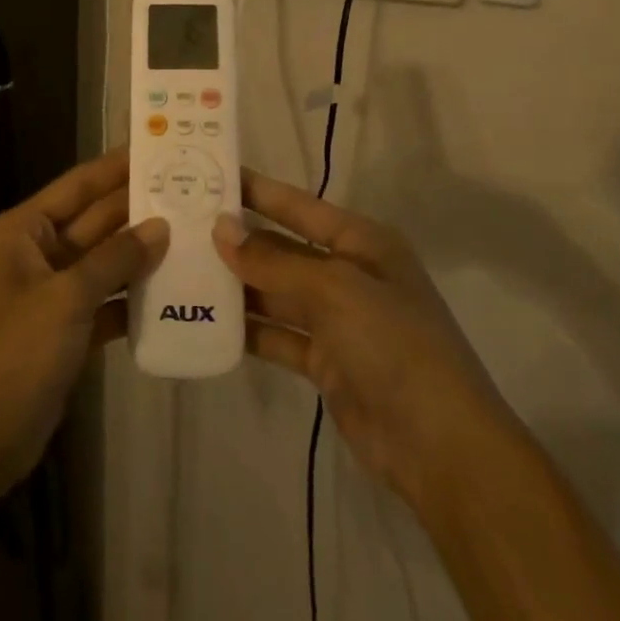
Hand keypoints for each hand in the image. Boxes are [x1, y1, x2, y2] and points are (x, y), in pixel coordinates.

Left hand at [0, 150, 166, 494]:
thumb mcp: (64, 298)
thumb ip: (114, 259)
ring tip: (194, 236)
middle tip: (190, 191)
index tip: (156, 147)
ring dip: (140, 255)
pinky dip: (131, 300)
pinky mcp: (63, 332)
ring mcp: (49, 295)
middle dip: (136, 210)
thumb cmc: (12, 353)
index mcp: (20, 231)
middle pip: (93, 223)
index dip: (115, 167)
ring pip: (102, 264)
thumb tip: (160, 227)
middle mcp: (34, 255)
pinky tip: (173, 293)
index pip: (76, 187)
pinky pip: (103, 304)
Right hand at [214, 170, 507, 517]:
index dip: (256, 190)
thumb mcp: (334, 289)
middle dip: (237, 240)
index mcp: (362, 242)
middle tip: (180, 226)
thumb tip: (221, 229)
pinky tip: (206, 322)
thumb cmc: (393, 344)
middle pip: (283, 247)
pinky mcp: (325, 361)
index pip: (298, 205)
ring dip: (237, 285)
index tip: (209, 174)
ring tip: (182, 270)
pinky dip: (248, 329)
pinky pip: (278, 334)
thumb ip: (273, 260)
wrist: (439, 445)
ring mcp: (337, 320)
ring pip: (276, 292)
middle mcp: (349, 274)